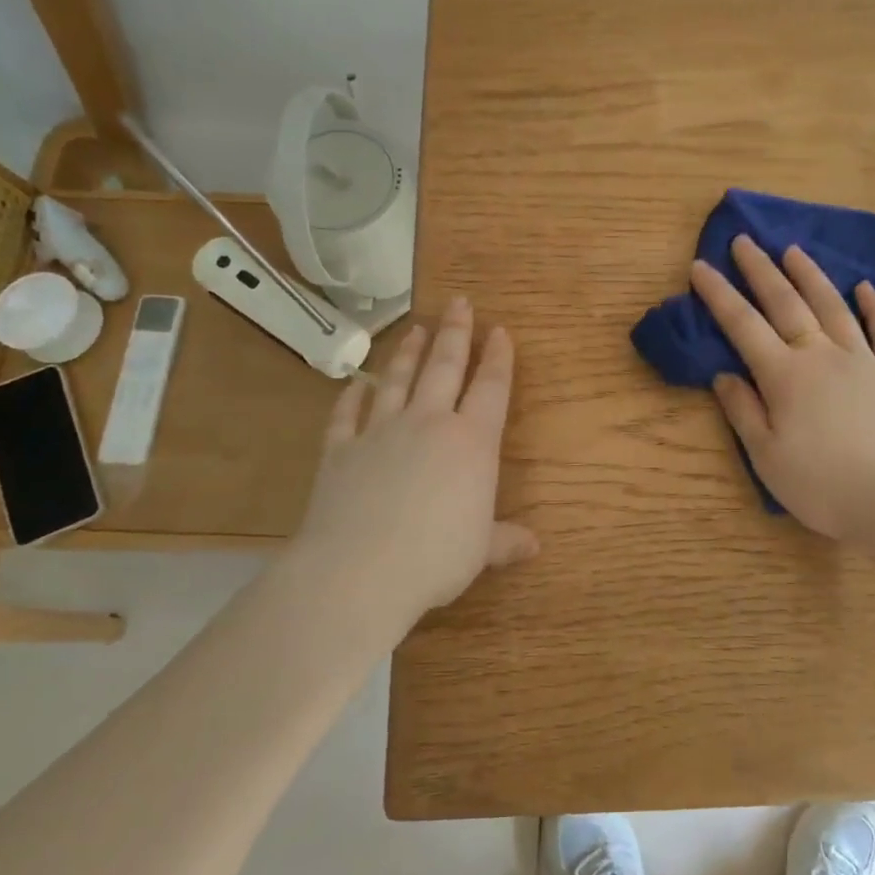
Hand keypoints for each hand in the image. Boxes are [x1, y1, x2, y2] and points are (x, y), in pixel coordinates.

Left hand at [293, 297, 538, 630]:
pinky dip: (352, 397)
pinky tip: (356, 385)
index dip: (499, 358)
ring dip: (409, 352)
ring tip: (417, 329)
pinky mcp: (340, 450)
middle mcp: (428, 424)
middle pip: (445, 368)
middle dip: (456, 333)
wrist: (360, 571)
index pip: (491, 389)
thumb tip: (534, 545)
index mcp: (472, 443)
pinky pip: (347, 414)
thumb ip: (505, 540)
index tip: (500, 330)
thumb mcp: (481, 551)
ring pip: (397, 380)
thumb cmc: (436, 558)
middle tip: (459, 303)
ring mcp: (380, 432)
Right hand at [690, 237, 874, 540]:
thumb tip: (723, 375)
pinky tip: (866, 289)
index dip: (719, 295)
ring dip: (811, 276)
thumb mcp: (766, 456)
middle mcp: (822, 355)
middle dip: (761, 270)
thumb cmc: (821, 485)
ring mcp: (864, 360)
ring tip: (793, 251)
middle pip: (787, 303)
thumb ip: (743, 411)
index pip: (743, 325)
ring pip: (833, 307)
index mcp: (785, 376)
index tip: (700, 266)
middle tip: (744, 241)